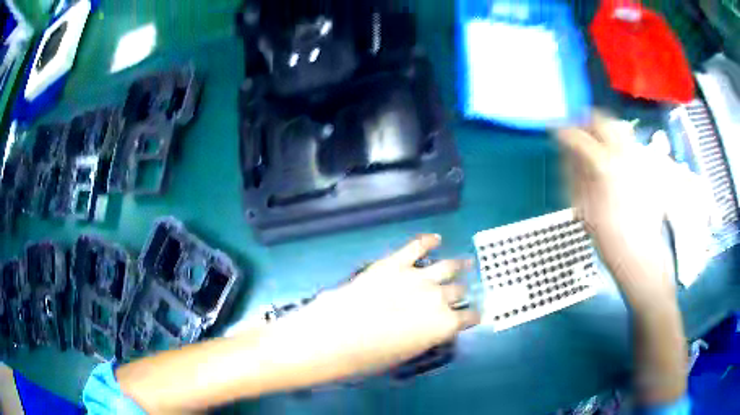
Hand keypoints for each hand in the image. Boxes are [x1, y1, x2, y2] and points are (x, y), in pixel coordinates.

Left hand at [275, 234, 479, 376]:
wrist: (335, 337)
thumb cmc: (368, 358)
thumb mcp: (404, 354)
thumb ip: (423, 336)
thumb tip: (427, 328)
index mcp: (444, 326)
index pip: (469, 317)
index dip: (472, 316)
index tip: (473, 314)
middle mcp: (438, 298)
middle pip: (458, 291)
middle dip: (460, 293)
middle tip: (460, 291)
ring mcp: (417, 277)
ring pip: (447, 267)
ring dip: (458, 265)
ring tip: (464, 262)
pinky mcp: (395, 263)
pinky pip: (417, 246)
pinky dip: (428, 241)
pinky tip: (435, 238)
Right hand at [556, 113, 676, 310]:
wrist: (640, 254)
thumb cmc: (609, 238)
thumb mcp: (583, 208)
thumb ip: (574, 174)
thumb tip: (567, 151)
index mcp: (605, 167)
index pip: (579, 137)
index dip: (564, 132)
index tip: (556, 133)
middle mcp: (625, 155)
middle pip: (604, 120)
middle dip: (587, 121)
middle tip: (579, 131)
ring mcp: (640, 159)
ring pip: (620, 127)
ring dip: (605, 130)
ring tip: (599, 142)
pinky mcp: (649, 166)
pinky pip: (633, 144)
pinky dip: (621, 143)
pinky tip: (617, 159)